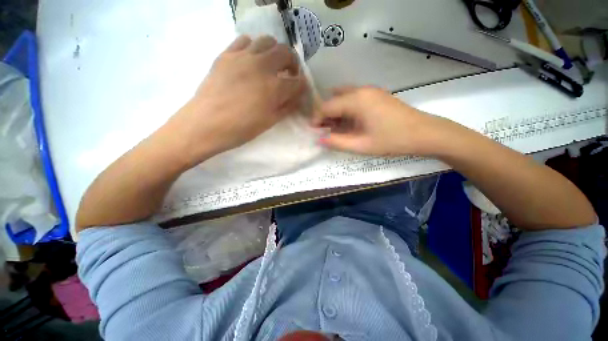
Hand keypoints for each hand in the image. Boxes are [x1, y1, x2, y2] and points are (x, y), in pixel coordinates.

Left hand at [165, 35, 306, 166]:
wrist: (206, 124)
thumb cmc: (241, 128)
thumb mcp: (270, 122)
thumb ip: (286, 107)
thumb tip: (295, 97)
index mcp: (275, 88)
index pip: (298, 81)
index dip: (302, 86)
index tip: (299, 90)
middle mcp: (262, 66)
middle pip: (286, 53)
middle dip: (292, 64)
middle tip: (288, 74)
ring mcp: (243, 57)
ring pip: (267, 41)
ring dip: (274, 52)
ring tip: (271, 65)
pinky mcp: (227, 54)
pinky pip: (245, 40)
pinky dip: (253, 47)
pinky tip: (251, 60)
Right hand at [313, 87, 446, 156]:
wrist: (425, 133)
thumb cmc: (392, 140)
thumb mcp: (361, 145)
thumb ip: (337, 142)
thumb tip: (319, 139)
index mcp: (356, 100)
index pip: (326, 106)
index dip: (317, 119)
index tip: (314, 132)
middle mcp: (361, 90)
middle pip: (333, 100)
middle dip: (325, 115)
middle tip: (324, 131)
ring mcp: (370, 91)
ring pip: (343, 98)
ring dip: (335, 112)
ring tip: (335, 128)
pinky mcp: (376, 95)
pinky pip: (353, 98)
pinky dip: (346, 109)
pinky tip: (348, 122)